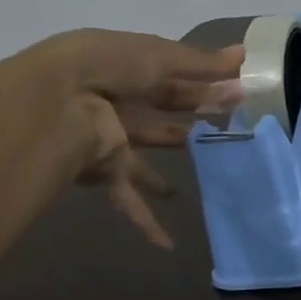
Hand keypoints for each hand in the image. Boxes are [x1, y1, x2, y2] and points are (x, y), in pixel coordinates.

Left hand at [35, 29, 243, 247]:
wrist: (56, 99)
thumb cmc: (111, 67)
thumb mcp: (160, 56)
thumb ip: (202, 63)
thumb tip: (245, 54)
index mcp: (130, 72)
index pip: (175, 81)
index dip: (206, 87)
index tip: (237, 94)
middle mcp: (120, 106)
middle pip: (164, 121)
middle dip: (194, 124)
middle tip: (232, 129)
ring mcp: (112, 141)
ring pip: (146, 162)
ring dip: (166, 174)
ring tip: (195, 184)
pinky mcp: (105, 171)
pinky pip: (128, 200)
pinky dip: (147, 223)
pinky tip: (167, 245)